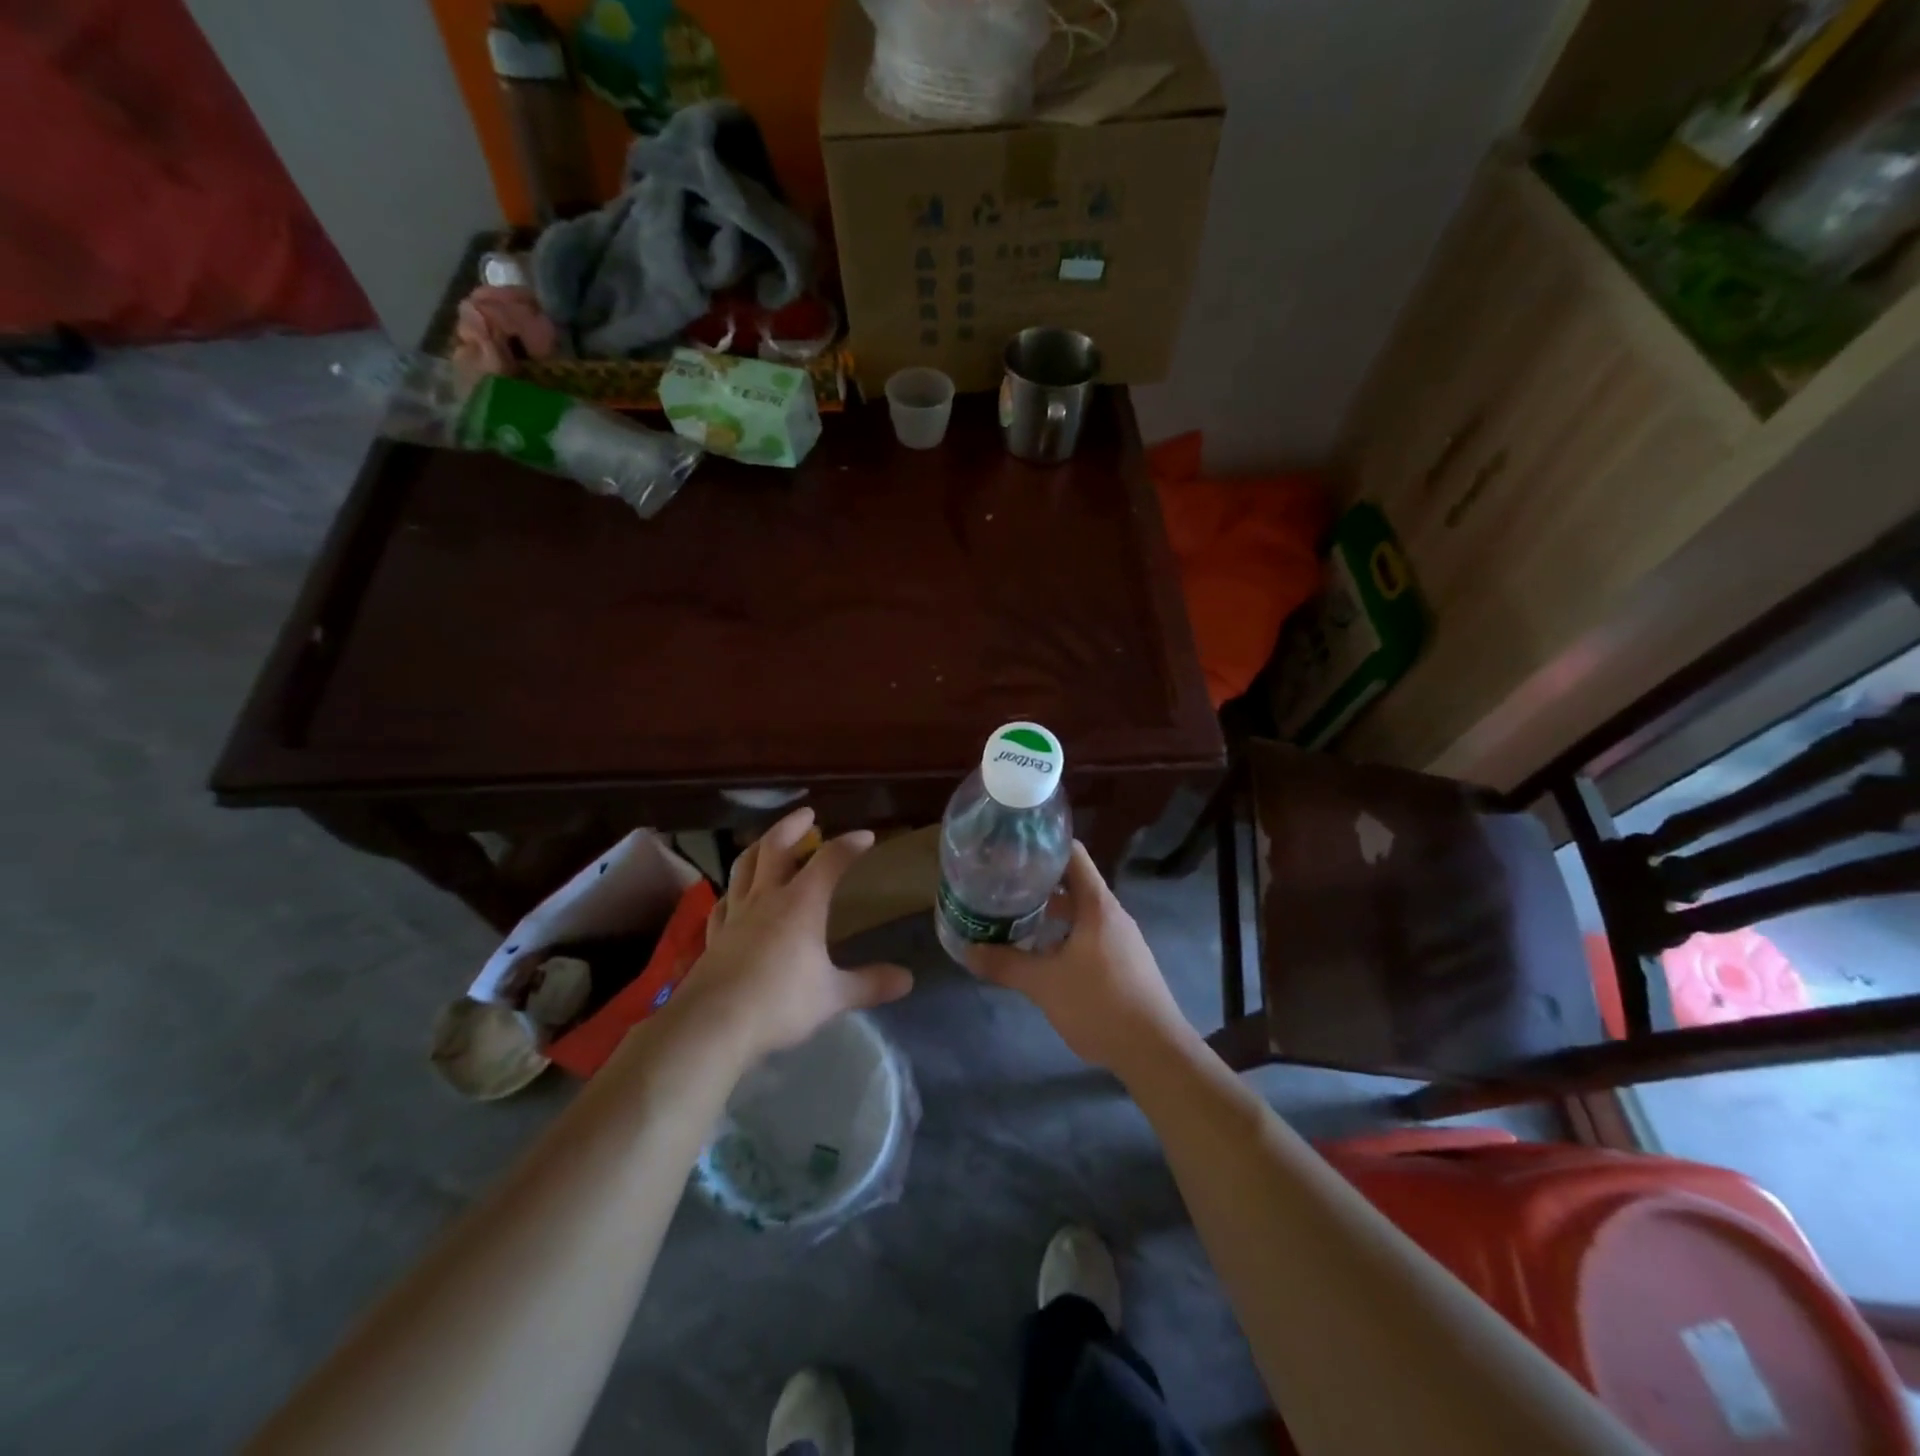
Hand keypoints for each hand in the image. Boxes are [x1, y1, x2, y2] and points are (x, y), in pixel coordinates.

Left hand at [673, 808, 913, 1060]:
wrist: (713, 1025)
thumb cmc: (780, 1003)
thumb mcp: (833, 996)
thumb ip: (869, 984)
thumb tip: (908, 980)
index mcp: (801, 903)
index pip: (830, 860)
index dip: (849, 845)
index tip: (866, 837)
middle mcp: (766, 898)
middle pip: (776, 848)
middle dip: (793, 826)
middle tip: (807, 814)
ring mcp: (735, 915)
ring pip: (744, 867)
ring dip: (759, 847)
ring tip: (768, 841)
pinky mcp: (713, 937)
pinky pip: (722, 903)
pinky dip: (732, 891)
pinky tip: (734, 895)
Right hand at [965, 842, 1190, 1075]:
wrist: (1154, 1051)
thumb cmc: (1100, 1004)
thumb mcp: (1045, 984)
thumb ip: (1005, 964)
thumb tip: (967, 950)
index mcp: (1097, 905)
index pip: (1072, 854)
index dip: (1042, 846)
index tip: (1011, 851)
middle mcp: (1112, 913)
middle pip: (1073, 882)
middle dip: (1037, 882)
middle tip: (1001, 885)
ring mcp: (1120, 938)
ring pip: (1080, 911)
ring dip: (1049, 911)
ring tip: (1013, 917)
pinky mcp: (1123, 961)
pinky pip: (1088, 933)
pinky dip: (1063, 933)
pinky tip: (1040, 953)